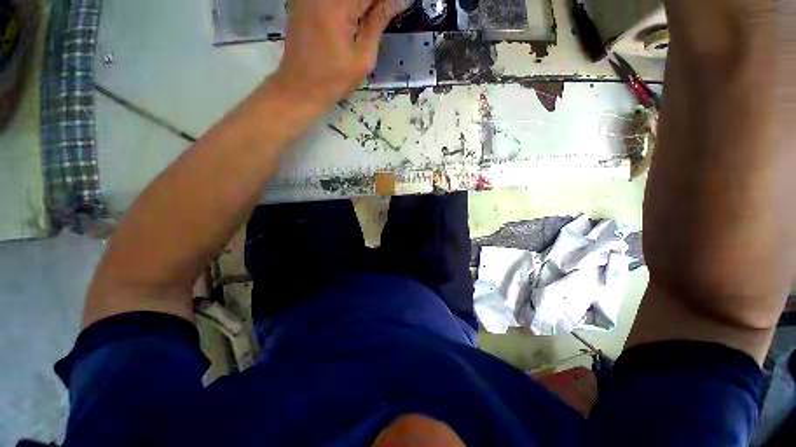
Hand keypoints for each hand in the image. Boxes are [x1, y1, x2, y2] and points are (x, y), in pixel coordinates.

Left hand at [273, 0, 410, 107]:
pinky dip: (347, 8)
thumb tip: (399, 1)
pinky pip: (331, 0)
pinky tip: (352, 21)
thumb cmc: (335, 79)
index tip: (397, 8)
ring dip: (361, 7)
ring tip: (368, 23)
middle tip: (383, 17)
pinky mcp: (303, 0)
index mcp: (339, 4)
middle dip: (374, 5)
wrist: (301, 88)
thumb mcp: (363, 57)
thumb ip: (378, 22)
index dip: (386, 3)